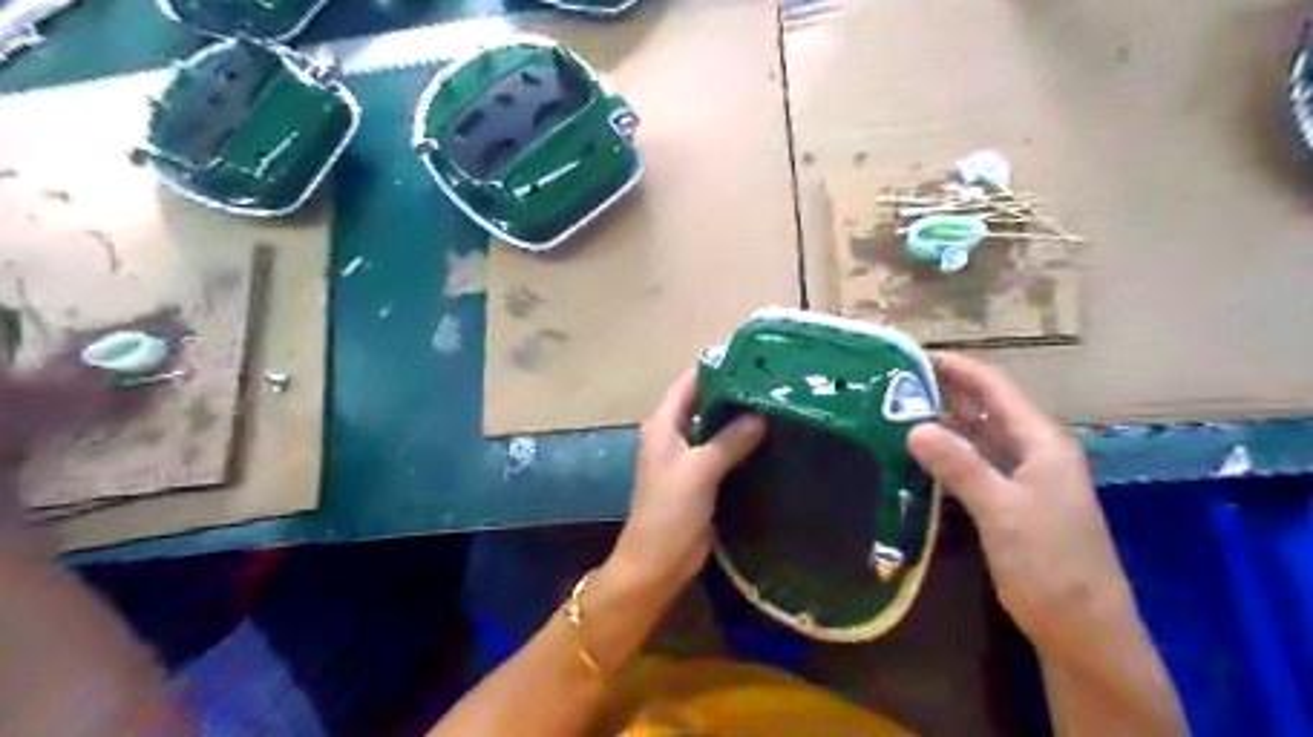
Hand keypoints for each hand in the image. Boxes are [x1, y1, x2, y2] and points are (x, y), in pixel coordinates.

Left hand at [607, 368, 764, 605]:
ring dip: (740, 420)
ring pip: (716, 429)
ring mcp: (688, 458)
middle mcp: (674, 434)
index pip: (689, 382)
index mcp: (664, 424)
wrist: (657, 563)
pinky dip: (743, 445)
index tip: (752, 358)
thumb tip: (761, 415)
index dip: (716, 367)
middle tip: (775, 383)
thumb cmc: (670, 511)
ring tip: (779, 406)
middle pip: (705, 403)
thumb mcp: (699, 470)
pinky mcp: (702, 480)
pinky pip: (724, 453)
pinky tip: (771, 441)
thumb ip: (729, 440)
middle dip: (735, 393)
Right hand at [909, 354, 1144, 669]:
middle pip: (985, 405)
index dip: (955, 366)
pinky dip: (947, 449)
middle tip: (892, 378)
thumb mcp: (1003, 512)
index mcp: (1041, 441)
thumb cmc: (1051, 567)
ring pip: (978, 433)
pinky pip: (974, 460)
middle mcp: (1033, 449)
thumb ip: (961, 466)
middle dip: (943, 387)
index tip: (909, 354)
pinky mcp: (1010, 498)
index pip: (994, 386)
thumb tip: (914, 427)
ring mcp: (1023, 475)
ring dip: (942, 417)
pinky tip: (918, 450)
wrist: (1083, 631)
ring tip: (896, 406)